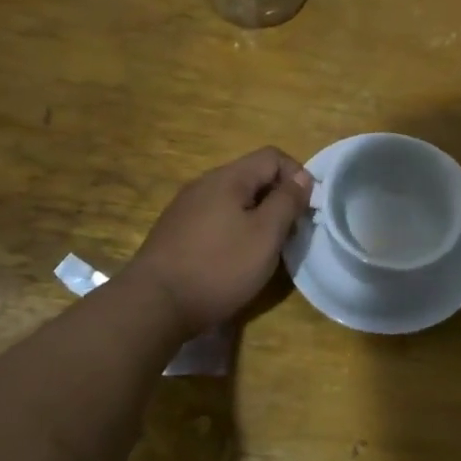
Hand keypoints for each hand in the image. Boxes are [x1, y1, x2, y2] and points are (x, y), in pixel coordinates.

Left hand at [124, 148, 313, 338]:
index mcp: (228, 178)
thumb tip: (302, 177)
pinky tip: (233, 259)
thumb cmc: (219, 267)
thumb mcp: (265, 235)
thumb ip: (287, 202)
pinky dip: (234, 230)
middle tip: (289, 233)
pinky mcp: (175, 231)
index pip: (272, 156)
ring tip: (264, 249)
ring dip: (256, 217)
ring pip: (233, 199)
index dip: (297, 176)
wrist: (154, 304)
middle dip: (277, 199)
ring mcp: (186, 207)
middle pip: (252, 176)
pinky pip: (215, 218)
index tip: (306, 209)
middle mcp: (204, 184)